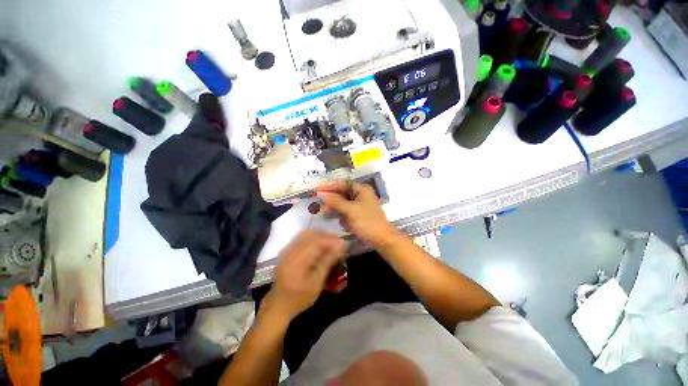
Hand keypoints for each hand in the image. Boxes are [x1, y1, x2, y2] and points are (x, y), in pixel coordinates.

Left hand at [265, 230, 346, 320]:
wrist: (279, 304)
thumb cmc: (300, 297)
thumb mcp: (317, 282)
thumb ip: (328, 261)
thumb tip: (341, 245)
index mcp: (297, 261)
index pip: (317, 242)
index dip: (331, 240)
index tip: (344, 242)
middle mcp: (290, 251)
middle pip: (311, 235)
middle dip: (327, 236)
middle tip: (339, 242)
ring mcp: (287, 249)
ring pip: (306, 233)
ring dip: (321, 235)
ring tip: (331, 242)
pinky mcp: (286, 250)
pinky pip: (301, 237)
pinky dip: (313, 237)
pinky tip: (320, 243)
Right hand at [316, 181, 400, 247]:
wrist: (382, 240)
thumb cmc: (367, 222)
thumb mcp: (350, 210)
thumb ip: (335, 201)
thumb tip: (320, 193)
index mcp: (361, 189)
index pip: (342, 184)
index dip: (329, 186)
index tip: (316, 189)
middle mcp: (361, 194)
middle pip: (342, 194)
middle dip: (332, 201)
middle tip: (320, 206)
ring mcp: (360, 205)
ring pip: (343, 204)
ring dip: (336, 210)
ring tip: (327, 215)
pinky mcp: (359, 214)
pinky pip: (347, 212)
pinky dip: (343, 216)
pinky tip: (344, 223)